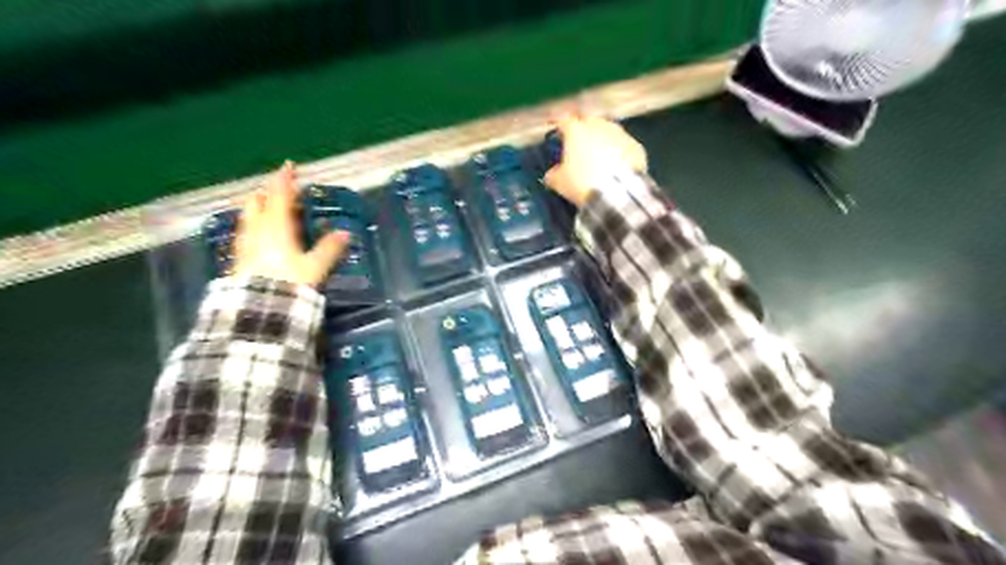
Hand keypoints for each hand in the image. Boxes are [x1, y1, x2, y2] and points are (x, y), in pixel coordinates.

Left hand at [234, 160, 350, 287]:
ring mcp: (246, 243)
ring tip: (267, 206)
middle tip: (278, 188)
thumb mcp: (315, 267)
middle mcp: (257, 229)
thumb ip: (329, 249)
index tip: (289, 166)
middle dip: (267, 192)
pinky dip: (254, 224)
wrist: (258, 308)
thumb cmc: (289, 282)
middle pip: (258, 202)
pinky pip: (247, 231)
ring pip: (249, 216)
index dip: (284, 180)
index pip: (279, 196)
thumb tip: (346, 233)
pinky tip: (259, 232)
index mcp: (277, 226)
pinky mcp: (240, 257)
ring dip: (258, 206)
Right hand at [548, 114, 648, 207]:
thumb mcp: (560, 183)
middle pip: (588, 121)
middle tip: (579, 145)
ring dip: (603, 140)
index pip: (563, 120)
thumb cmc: (582, 183)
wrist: (618, 194)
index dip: (559, 127)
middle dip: (583, 130)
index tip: (557, 134)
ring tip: (600, 157)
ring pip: (608, 131)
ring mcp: (620, 134)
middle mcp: (599, 125)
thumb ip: (553, 174)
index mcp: (576, 130)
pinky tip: (617, 166)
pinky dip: (619, 153)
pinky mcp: (637, 147)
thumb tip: (552, 173)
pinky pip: (624, 146)